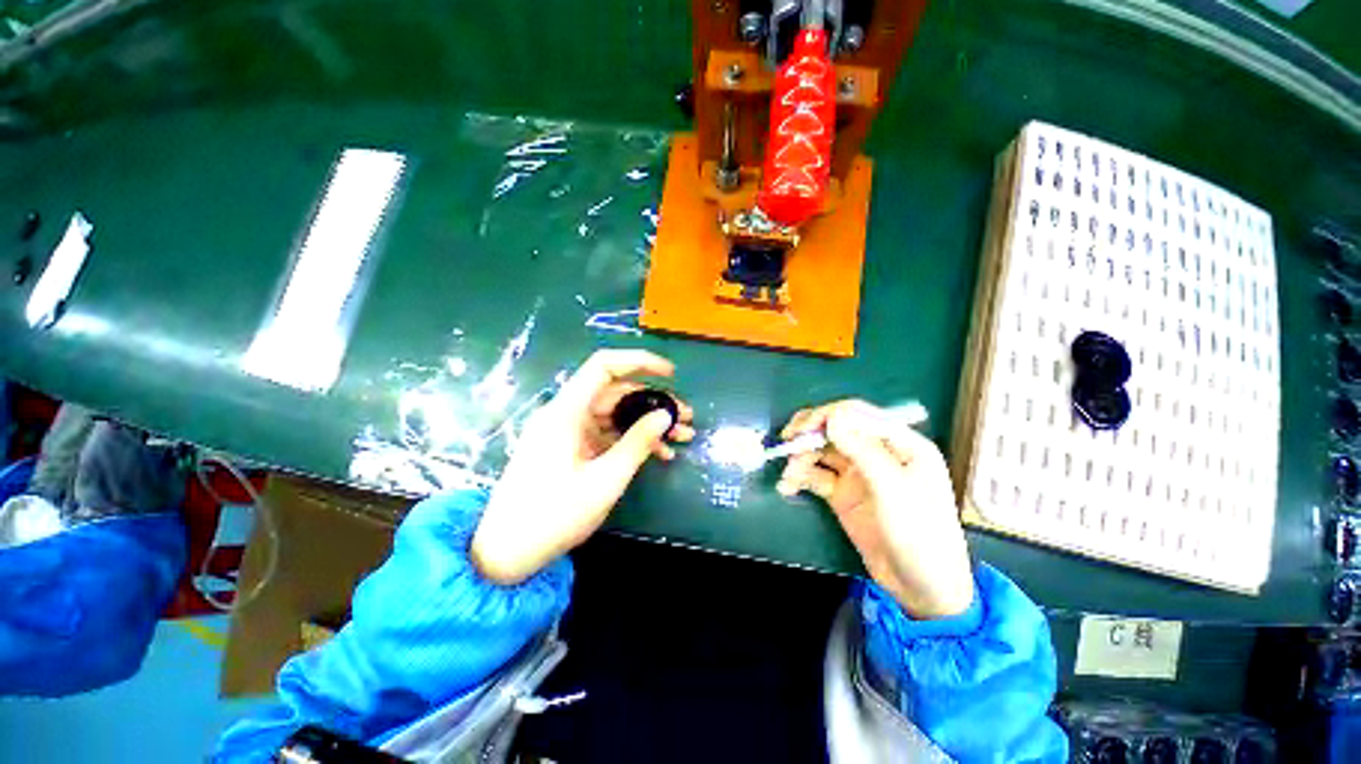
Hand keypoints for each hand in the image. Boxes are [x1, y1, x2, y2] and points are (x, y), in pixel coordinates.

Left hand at [471, 350, 693, 584]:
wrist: (507, 553)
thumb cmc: (554, 515)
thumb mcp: (605, 480)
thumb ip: (638, 443)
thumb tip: (666, 415)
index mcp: (567, 412)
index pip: (604, 367)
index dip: (639, 361)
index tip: (670, 374)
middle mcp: (567, 414)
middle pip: (616, 392)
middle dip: (654, 402)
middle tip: (686, 417)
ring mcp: (569, 432)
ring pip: (616, 414)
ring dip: (648, 423)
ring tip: (682, 436)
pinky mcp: (572, 448)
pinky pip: (608, 434)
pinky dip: (633, 440)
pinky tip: (660, 454)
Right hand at [777, 400, 973, 619]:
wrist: (922, 589)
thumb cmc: (920, 534)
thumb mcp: (893, 489)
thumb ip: (863, 450)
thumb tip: (832, 415)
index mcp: (899, 443)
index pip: (856, 414)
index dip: (826, 416)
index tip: (801, 429)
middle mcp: (877, 452)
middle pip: (835, 430)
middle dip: (809, 435)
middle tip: (786, 442)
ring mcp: (858, 474)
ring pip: (822, 452)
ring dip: (801, 459)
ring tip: (788, 477)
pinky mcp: (843, 493)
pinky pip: (816, 476)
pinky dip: (800, 477)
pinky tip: (787, 487)